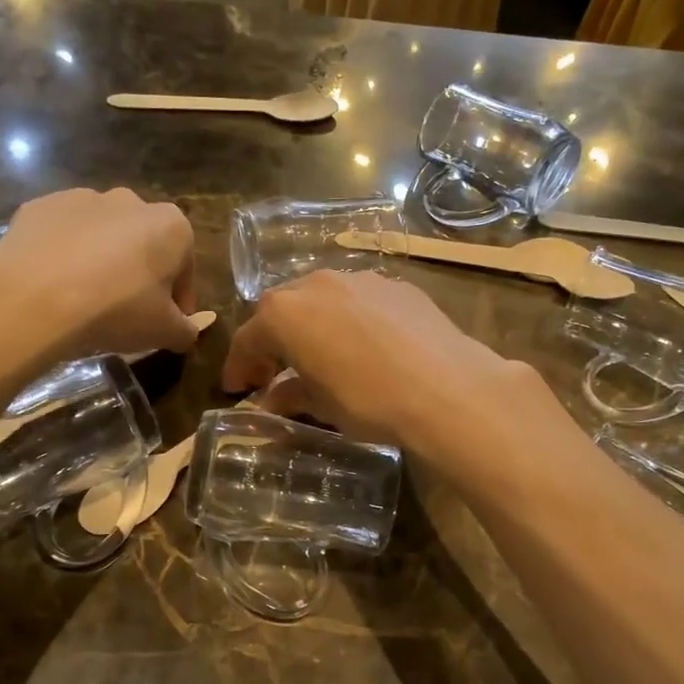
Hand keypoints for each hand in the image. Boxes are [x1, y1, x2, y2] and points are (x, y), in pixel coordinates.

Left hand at [0, 187, 197, 359]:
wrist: (33, 298)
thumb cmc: (116, 310)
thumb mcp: (165, 332)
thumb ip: (185, 330)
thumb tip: (186, 332)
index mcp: (171, 226)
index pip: (184, 267)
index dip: (178, 300)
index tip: (167, 323)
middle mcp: (131, 201)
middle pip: (143, 244)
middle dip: (139, 273)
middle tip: (126, 311)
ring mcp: (82, 198)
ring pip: (101, 236)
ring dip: (101, 261)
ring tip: (84, 299)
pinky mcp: (40, 206)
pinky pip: (61, 235)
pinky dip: (62, 255)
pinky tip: (53, 286)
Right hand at [221, 271, 540, 456]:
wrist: (447, 387)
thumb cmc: (369, 400)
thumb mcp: (322, 405)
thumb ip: (290, 395)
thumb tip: (273, 399)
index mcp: (285, 313)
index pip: (248, 339)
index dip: (239, 367)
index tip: (237, 388)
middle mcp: (316, 284)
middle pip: (282, 311)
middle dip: (275, 341)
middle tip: (275, 372)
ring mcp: (359, 279)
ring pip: (322, 300)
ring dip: (313, 326)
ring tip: (322, 356)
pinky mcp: (396, 285)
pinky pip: (359, 301)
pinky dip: (350, 321)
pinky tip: (365, 346)